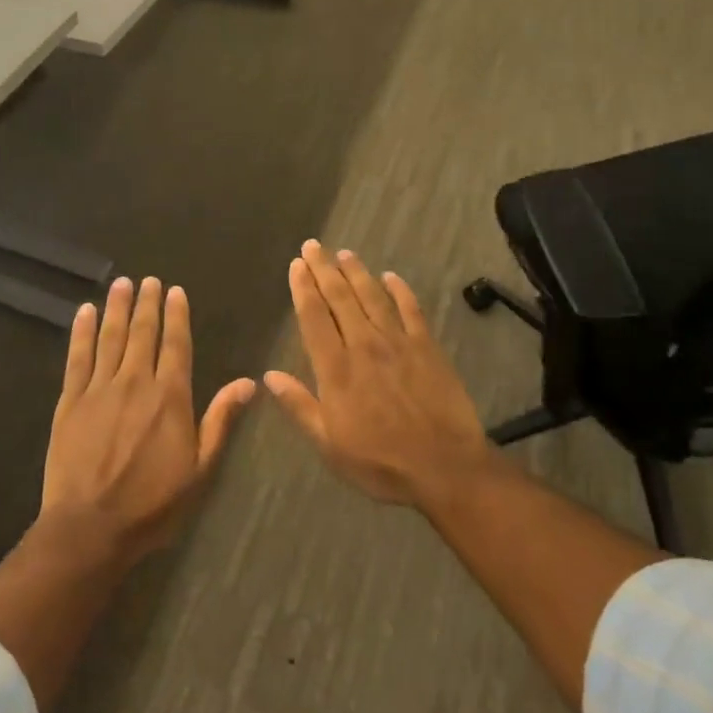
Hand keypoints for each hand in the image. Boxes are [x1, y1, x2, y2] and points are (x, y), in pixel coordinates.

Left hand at [41, 276, 254, 564]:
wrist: (91, 528)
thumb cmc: (152, 503)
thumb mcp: (199, 468)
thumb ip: (220, 420)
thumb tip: (249, 381)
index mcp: (169, 396)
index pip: (176, 344)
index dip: (176, 315)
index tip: (175, 291)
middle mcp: (135, 381)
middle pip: (143, 332)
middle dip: (147, 303)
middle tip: (149, 280)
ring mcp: (99, 388)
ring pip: (110, 337)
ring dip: (117, 308)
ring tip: (121, 284)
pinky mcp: (70, 401)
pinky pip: (77, 357)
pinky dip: (81, 332)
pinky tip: (84, 312)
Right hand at [266, 241, 495, 512]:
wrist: (444, 467)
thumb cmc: (380, 462)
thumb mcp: (329, 444)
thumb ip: (299, 405)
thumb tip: (269, 376)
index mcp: (336, 368)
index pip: (314, 317)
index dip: (303, 288)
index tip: (297, 265)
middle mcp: (364, 344)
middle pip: (340, 297)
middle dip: (323, 269)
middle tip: (313, 245)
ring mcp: (398, 342)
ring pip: (372, 296)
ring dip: (356, 272)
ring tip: (343, 253)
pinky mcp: (427, 346)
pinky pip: (411, 309)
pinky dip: (400, 290)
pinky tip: (391, 276)